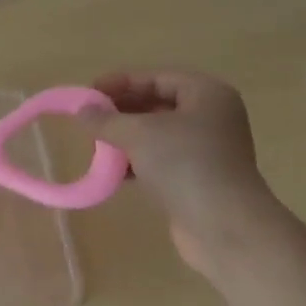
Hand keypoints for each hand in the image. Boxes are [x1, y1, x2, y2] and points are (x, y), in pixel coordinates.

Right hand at [79, 68, 276, 275]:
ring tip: (96, 146)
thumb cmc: (184, 165)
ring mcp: (207, 151)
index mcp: (206, 94)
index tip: (88, 93)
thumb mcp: (138, 134)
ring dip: (126, 139)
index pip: (156, 78)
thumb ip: (107, 119)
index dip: (121, 82)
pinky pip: (162, 161)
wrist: (223, 227)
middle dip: (122, 112)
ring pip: (158, 135)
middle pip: (158, 105)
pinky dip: (138, 163)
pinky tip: (113, 174)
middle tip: (89, 120)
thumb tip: (82, 110)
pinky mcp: (199, 180)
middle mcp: (211, 117)